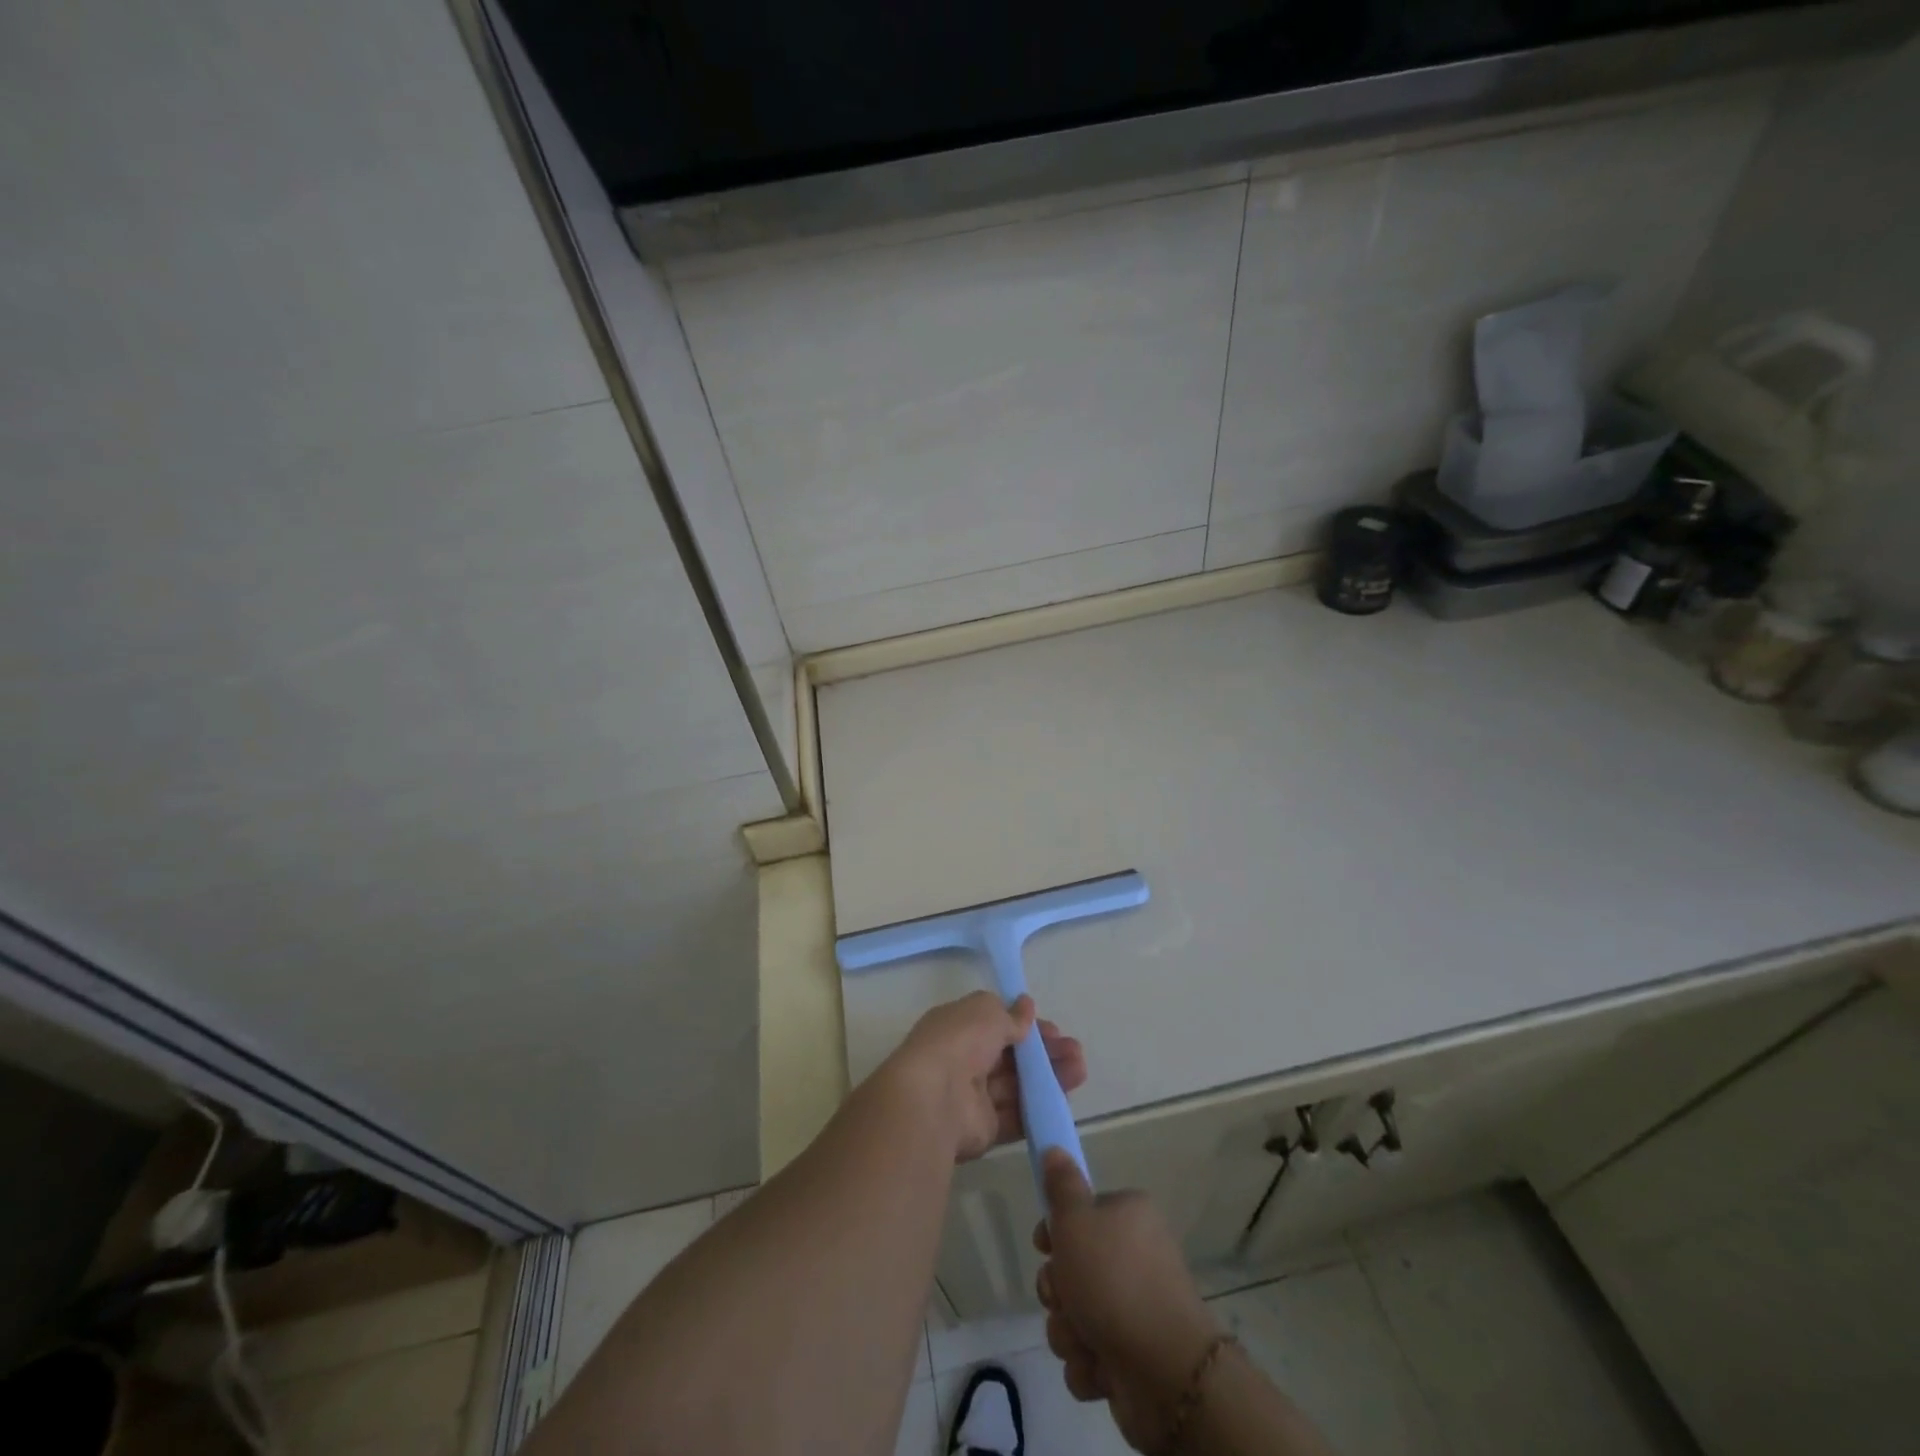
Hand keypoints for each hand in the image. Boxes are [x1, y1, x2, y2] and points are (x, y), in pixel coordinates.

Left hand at [883, 991, 1086, 1162]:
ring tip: (1080, 1071)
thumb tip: (1026, 1006)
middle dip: (1044, 1054)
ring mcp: (973, 1097)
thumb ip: (1010, 1015)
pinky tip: (1065, 1100)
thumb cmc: (958, 1042)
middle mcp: (963, 1060)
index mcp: (958, 1028)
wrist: (934, 1099)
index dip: (1026, 1027)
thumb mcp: (986, 1012)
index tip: (1053, 1030)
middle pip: (1011, 1057)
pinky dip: (1039, 1108)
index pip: (997, 1025)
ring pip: (1017, 1086)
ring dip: (1049, 1078)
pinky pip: (1015, 1116)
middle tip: (1076, 1052)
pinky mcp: (983, 1129)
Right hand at [1034, 1150, 1220, 1452]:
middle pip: (1073, 1268)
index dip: (1055, 1230)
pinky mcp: (1133, 1357)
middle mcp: (1135, 1257)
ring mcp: (1136, 1310)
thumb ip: (1061, 1185)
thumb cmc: (1113, 1280)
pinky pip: (1091, 1355)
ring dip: (1069, 1330)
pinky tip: (1099, 1366)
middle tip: (1062, 1297)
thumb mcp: (1076, 1219)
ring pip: (1076, 1315)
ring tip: (1085, 1338)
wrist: (1163, 1370)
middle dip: (1058, 1291)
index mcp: (1129, 1216)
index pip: (1081, 1213)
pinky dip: (1089, 1363)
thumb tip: (1055, 1148)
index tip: (1043, 1245)